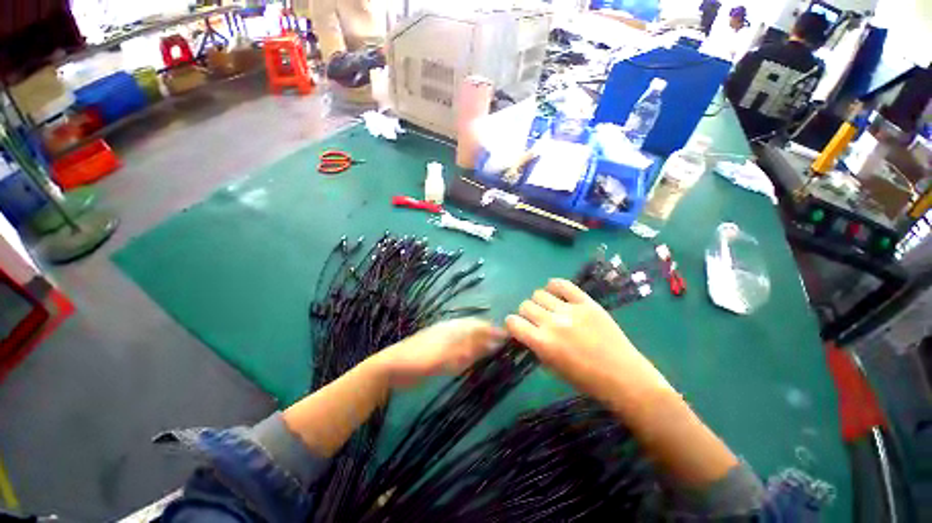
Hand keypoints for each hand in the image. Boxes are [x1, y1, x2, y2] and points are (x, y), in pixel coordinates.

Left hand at [373, 318, 505, 388]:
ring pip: (468, 340)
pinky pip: (460, 350)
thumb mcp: (443, 356)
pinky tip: (474, 360)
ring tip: (494, 352)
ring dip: (481, 344)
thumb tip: (490, 343)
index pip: (478, 326)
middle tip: (504, 346)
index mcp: (452, 328)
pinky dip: (470, 354)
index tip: (509, 337)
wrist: (392, 368)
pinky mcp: (440, 353)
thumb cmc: (418, 359)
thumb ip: (466, 351)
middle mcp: (451, 332)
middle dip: (489, 336)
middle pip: (475, 331)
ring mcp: (445, 342)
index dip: (493, 330)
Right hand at [505, 279, 671, 404]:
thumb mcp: (552, 367)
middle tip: (536, 319)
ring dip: (539, 301)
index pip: (512, 322)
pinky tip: (557, 294)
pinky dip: (554, 286)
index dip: (512, 324)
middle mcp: (552, 323)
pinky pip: (562, 284)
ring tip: (549, 308)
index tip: (517, 327)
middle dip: (526, 313)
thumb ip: (535, 345)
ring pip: (539, 293)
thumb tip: (525, 331)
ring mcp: (570, 310)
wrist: (623, 377)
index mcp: (542, 343)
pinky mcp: (586, 302)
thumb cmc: (585, 379)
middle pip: (525, 305)